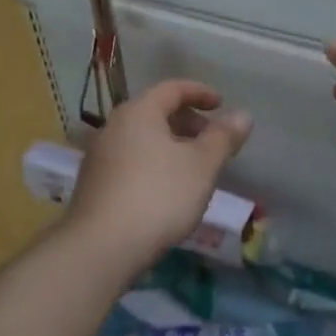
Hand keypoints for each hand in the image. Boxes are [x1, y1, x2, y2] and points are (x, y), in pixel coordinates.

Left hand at [66, 79, 252, 265]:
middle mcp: (113, 127)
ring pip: (141, 139)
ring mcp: (99, 157)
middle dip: (187, 122)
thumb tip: (243, 115)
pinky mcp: (93, 185)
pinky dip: (153, 164)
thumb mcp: (202, 165)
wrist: (101, 247)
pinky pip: (130, 161)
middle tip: (211, 140)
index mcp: (139, 112)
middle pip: (155, 112)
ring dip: (170, 145)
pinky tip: (167, 191)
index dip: (200, 92)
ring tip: (193, 168)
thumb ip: (223, 137)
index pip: (172, 89)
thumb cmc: (159, 196)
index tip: (221, 104)